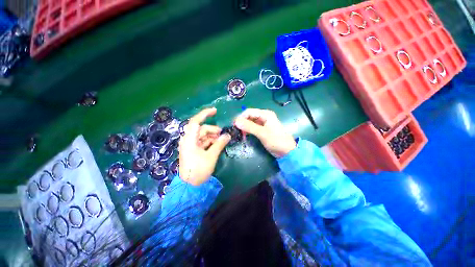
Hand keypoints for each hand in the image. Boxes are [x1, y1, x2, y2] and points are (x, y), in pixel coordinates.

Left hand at [179, 108, 230, 185]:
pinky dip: (210, 142)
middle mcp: (188, 140)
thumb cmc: (199, 170)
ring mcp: (190, 145)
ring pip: (203, 136)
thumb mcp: (211, 156)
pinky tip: (217, 144)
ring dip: (212, 136)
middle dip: (213, 130)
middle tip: (223, 134)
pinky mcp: (193, 150)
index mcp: (189, 139)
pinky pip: (203, 142)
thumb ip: (219, 144)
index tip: (215, 111)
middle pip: (202, 129)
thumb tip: (227, 135)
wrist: (189, 186)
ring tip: (222, 140)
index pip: (196, 121)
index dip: (205, 114)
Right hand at [234, 108, 295, 157]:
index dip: (241, 117)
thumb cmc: (276, 140)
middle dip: (242, 122)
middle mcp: (264, 116)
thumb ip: (249, 127)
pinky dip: (248, 130)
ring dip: (244, 127)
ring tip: (240, 134)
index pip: (249, 111)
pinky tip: (245, 135)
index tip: (235, 125)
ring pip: (250, 122)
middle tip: (236, 131)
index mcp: (265, 114)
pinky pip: (252, 127)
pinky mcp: (262, 129)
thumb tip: (236, 122)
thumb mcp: (262, 133)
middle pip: (249, 116)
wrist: (286, 151)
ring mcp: (263, 123)